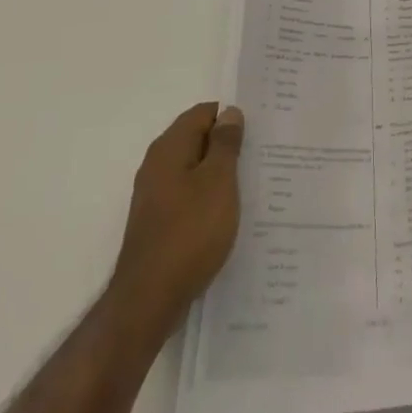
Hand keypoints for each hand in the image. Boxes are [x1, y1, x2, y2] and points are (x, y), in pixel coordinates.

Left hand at [110, 102, 243, 337]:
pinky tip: (229, 213)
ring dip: (220, 173)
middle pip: (197, 140)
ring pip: (194, 170)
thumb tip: (230, 113)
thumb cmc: (189, 232)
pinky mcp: (158, 222)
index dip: (231, 116)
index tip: (260, 128)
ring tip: (253, 183)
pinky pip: (189, 196)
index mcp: (170, 147)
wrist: (149, 300)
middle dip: (228, 145)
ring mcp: (155, 195)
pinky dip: (209, 197)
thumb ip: (225, 144)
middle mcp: (158, 165)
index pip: (204, 113)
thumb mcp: (218, 182)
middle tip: (262, 154)